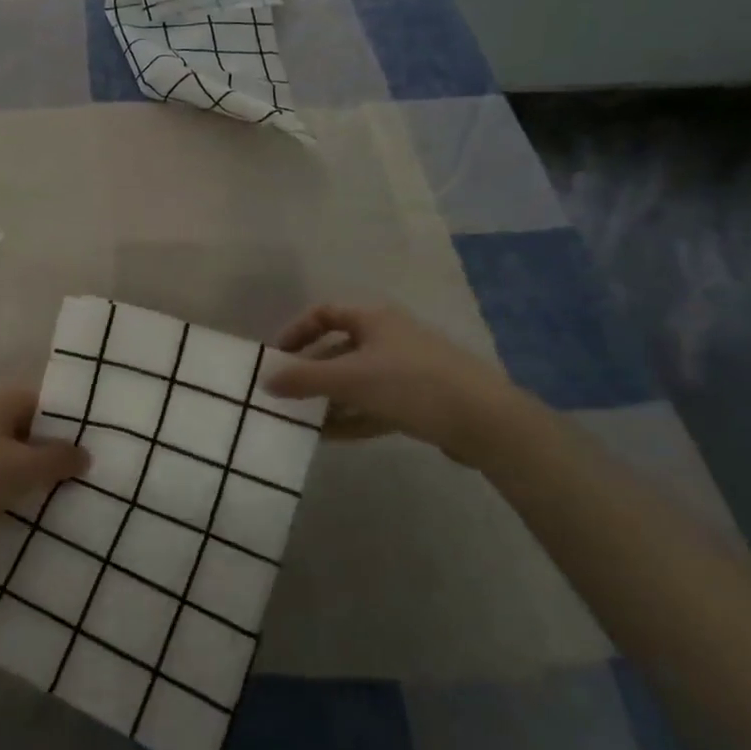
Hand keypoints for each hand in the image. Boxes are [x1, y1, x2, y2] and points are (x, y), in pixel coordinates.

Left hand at [0, 387, 87, 547]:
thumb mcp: (27, 468)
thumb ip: (60, 459)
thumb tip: (85, 454)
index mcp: (3, 400)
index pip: (47, 403)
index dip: (70, 423)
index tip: (95, 444)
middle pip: (34, 427)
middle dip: (56, 449)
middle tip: (87, 470)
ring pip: (19, 451)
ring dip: (39, 469)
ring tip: (68, 489)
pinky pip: (5, 469)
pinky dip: (20, 481)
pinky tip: (37, 500)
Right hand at [264, 302, 528, 458]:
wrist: (485, 421)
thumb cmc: (410, 384)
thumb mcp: (349, 379)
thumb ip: (303, 379)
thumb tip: (265, 380)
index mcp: (373, 318)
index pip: (324, 313)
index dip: (297, 331)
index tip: (277, 357)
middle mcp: (389, 337)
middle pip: (339, 348)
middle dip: (311, 372)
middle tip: (286, 394)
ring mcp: (407, 369)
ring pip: (356, 380)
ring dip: (329, 398)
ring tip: (302, 420)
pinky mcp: (420, 401)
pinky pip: (374, 404)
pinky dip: (352, 417)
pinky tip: (329, 437)